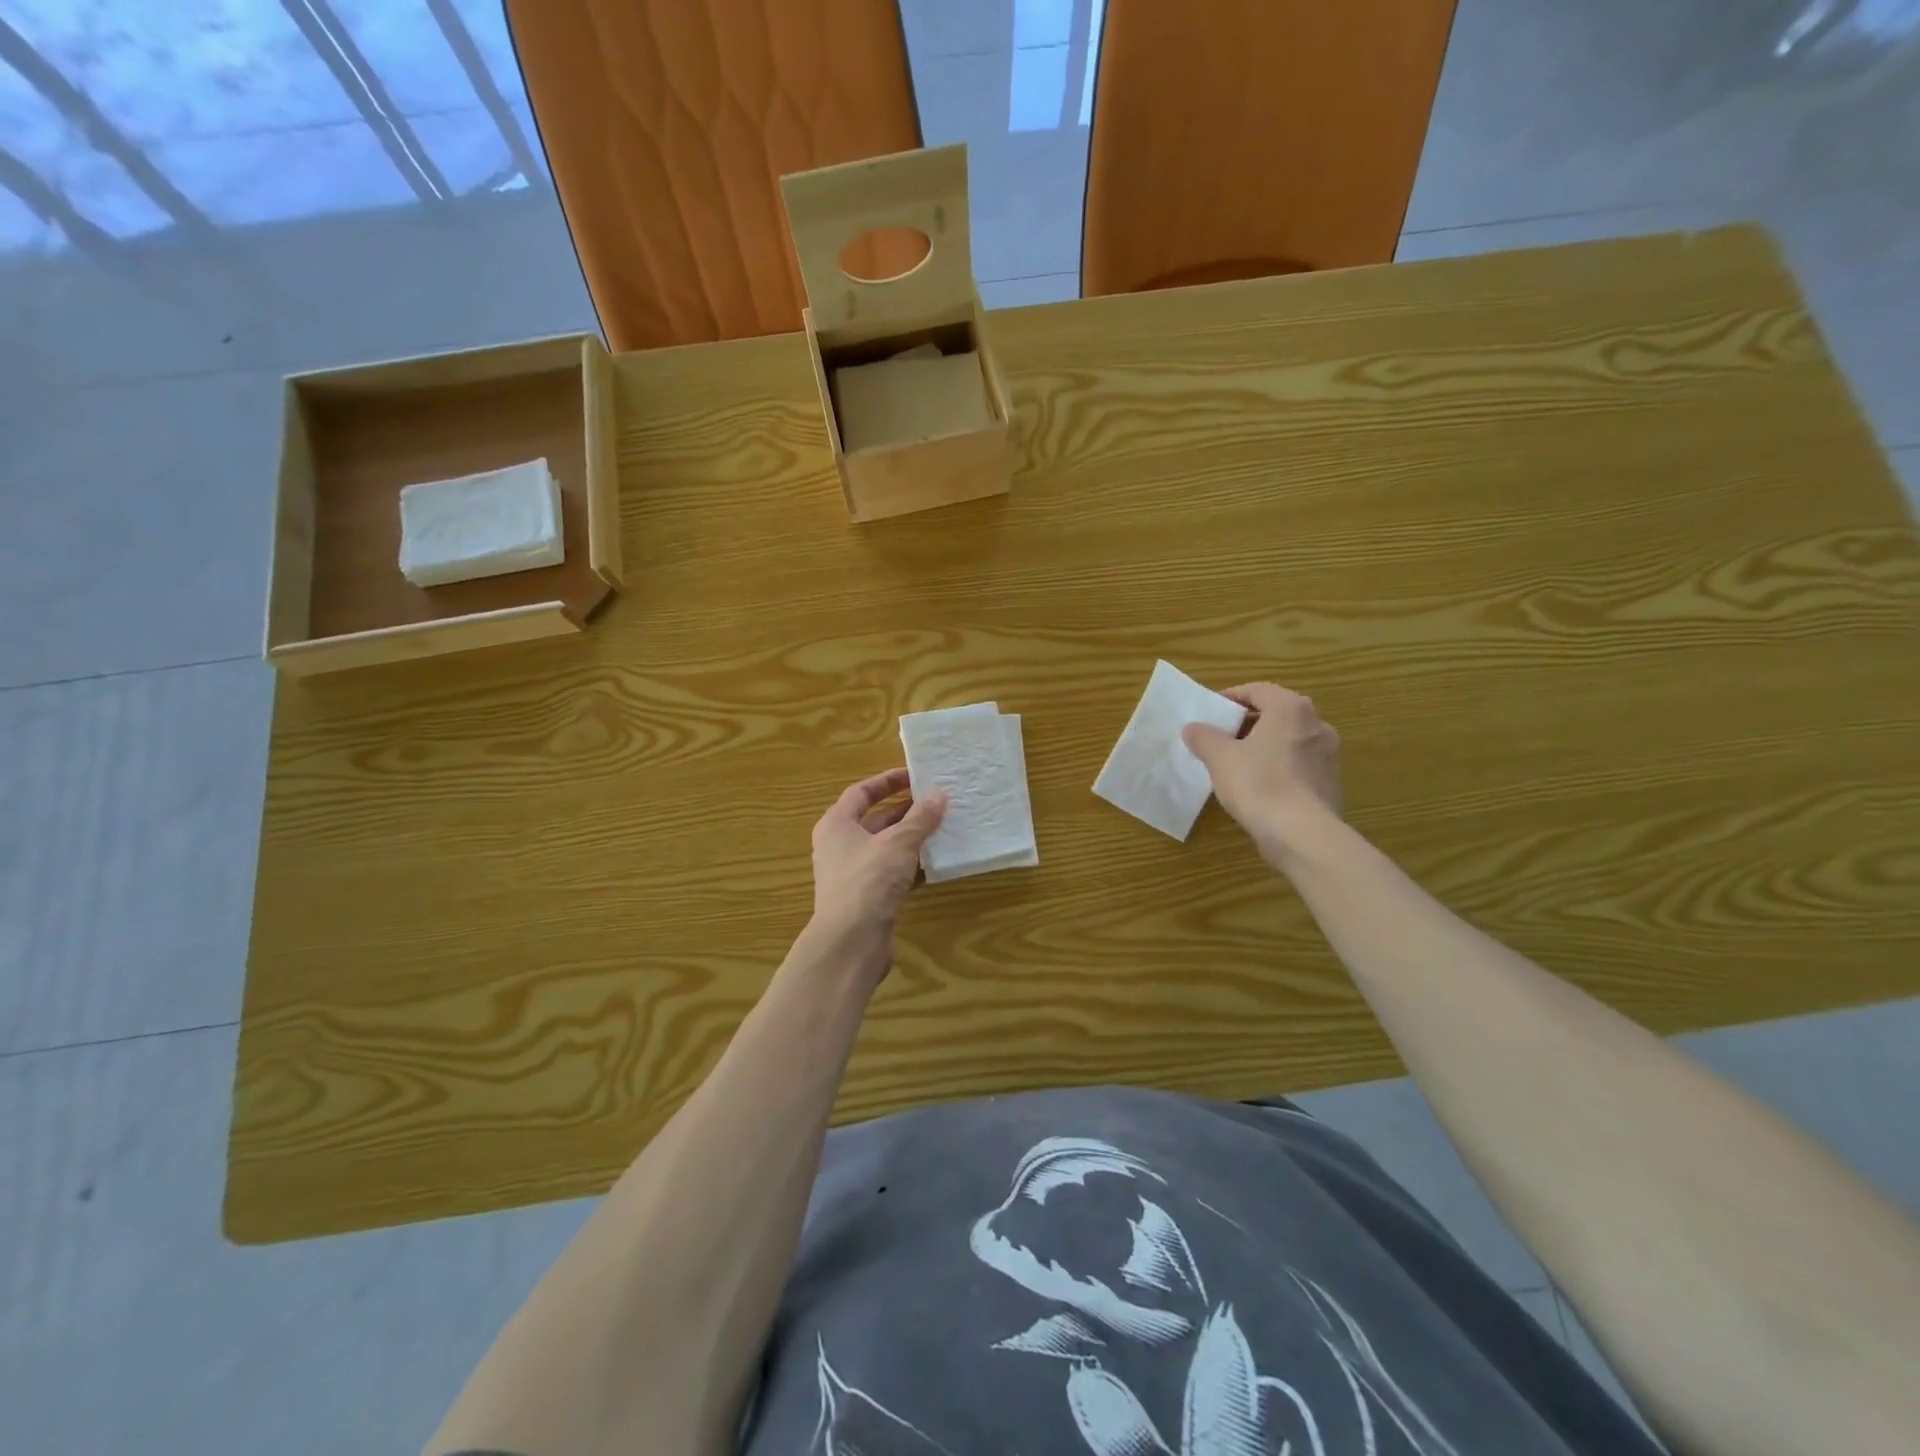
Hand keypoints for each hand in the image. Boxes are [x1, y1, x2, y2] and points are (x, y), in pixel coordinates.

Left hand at [808, 768, 947, 985]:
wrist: (851, 942)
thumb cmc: (869, 881)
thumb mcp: (898, 843)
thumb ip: (920, 818)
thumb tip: (939, 795)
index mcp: (837, 824)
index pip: (861, 792)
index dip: (887, 781)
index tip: (915, 776)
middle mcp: (839, 846)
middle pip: (873, 819)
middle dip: (904, 810)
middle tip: (935, 801)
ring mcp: (852, 873)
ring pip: (884, 847)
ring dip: (910, 837)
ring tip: (940, 827)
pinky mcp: (866, 897)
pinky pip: (890, 871)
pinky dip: (910, 864)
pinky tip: (933, 862)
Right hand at [1182, 683, 1342, 864]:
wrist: (1302, 833)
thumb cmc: (1259, 784)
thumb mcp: (1219, 758)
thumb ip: (1204, 737)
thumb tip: (1193, 728)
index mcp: (1290, 709)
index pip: (1258, 690)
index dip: (1231, 697)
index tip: (1212, 712)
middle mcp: (1316, 724)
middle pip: (1276, 713)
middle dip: (1248, 723)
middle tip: (1222, 736)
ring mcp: (1328, 754)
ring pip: (1289, 739)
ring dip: (1264, 744)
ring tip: (1238, 762)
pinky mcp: (1330, 781)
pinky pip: (1299, 763)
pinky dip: (1279, 766)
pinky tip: (1260, 785)